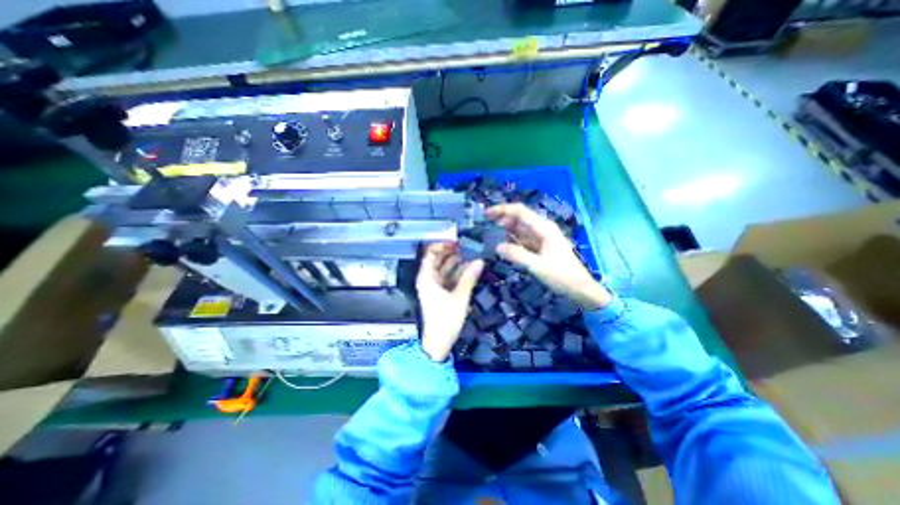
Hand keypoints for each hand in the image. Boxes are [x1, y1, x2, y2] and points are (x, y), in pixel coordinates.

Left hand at [416, 242, 485, 360]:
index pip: (430, 253)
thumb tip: (479, 261)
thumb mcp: (459, 297)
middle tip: (466, 245)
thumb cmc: (445, 320)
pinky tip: (470, 268)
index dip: (442, 245)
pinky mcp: (441, 293)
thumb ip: (469, 278)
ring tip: (471, 254)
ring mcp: (434, 286)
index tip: (456, 240)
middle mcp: (428, 279)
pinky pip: (449, 277)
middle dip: (451, 252)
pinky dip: (458, 273)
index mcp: (427, 278)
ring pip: (445, 268)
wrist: (439, 342)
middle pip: (438, 260)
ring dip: (456, 262)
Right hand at [486, 202, 611, 308]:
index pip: (520, 212)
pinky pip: (524, 240)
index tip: (486, 214)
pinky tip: (505, 245)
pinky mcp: (541, 248)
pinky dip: (513, 240)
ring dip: (507, 230)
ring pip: (521, 229)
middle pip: (520, 218)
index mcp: (544, 228)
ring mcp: (543, 238)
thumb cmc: (562, 276)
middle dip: (503, 219)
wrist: (580, 289)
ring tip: (491, 235)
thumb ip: (517, 255)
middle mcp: (543, 229)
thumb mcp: (538, 266)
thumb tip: (498, 246)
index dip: (502, 210)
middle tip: (486, 226)